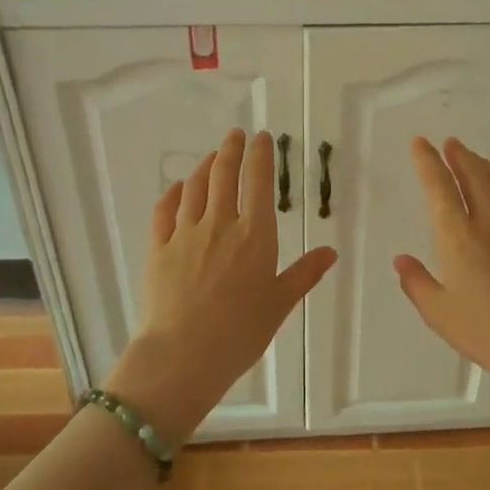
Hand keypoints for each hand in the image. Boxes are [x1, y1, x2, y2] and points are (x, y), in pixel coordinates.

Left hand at [118, 129, 336, 437]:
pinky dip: (172, 193)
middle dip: (231, 150)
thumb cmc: (240, 333)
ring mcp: (185, 234)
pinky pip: (164, 211)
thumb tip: (330, 251)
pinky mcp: (159, 248)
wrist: (183, 355)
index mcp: (254, 235)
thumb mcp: (280, 304)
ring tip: (211, 156)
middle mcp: (220, 224)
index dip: (261, 155)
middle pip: (223, 175)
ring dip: (204, 166)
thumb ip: (304, 273)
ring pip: (194, 187)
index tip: (262, 138)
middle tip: (235, 135)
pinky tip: (176, 187)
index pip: (258, 182)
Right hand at [394, 137, 489, 400]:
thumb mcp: (440, 314)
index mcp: (457, 237)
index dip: (427, 162)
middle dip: (457, 156)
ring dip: (481, 164)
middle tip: (448, 143)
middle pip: (471, 175)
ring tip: (470, 156)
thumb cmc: (488, 333)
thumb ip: (417, 283)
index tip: (420, 144)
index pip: (439, 187)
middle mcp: (488, 221)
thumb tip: (402, 261)